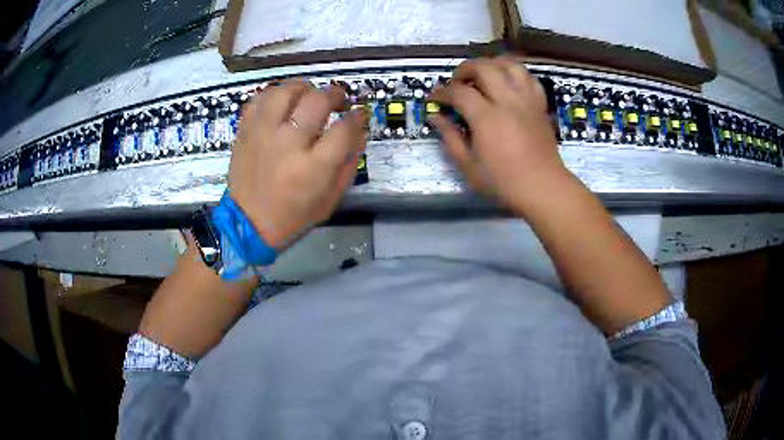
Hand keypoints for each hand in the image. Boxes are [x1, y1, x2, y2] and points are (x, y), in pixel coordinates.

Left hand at [227, 79, 367, 249]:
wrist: (247, 224)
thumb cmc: (293, 216)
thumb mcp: (331, 199)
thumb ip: (349, 164)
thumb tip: (359, 132)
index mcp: (313, 167)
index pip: (344, 128)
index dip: (356, 117)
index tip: (357, 115)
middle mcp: (288, 144)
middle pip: (317, 101)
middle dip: (334, 95)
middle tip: (337, 100)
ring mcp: (263, 134)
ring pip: (285, 91)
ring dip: (303, 88)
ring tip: (308, 95)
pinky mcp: (245, 132)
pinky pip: (259, 99)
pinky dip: (274, 95)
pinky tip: (282, 103)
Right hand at [429, 57, 571, 214]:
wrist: (543, 188)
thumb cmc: (504, 182)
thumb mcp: (469, 166)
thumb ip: (450, 137)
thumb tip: (434, 116)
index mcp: (487, 118)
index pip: (459, 92)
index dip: (442, 92)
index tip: (434, 99)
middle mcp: (508, 101)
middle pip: (484, 67)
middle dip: (465, 69)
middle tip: (457, 83)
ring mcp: (527, 100)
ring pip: (510, 65)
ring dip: (492, 64)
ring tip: (483, 76)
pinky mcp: (539, 105)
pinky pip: (529, 78)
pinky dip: (515, 74)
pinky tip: (507, 83)